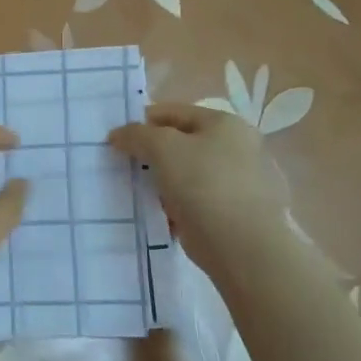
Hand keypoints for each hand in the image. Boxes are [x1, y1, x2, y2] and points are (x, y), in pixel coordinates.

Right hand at [109, 103, 287, 275]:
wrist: (244, 247)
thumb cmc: (204, 185)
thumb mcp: (162, 148)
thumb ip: (137, 135)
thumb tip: (119, 135)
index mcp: (226, 123)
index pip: (174, 112)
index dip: (142, 122)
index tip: (117, 140)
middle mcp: (240, 148)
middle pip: (183, 143)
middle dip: (153, 154)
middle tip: (125, 167)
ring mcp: (243, 182)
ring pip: (190, 174)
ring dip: (165, 182)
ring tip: (140, 195)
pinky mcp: (239, 214)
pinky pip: (199, 202)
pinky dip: (180, 206)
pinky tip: (163, 217)